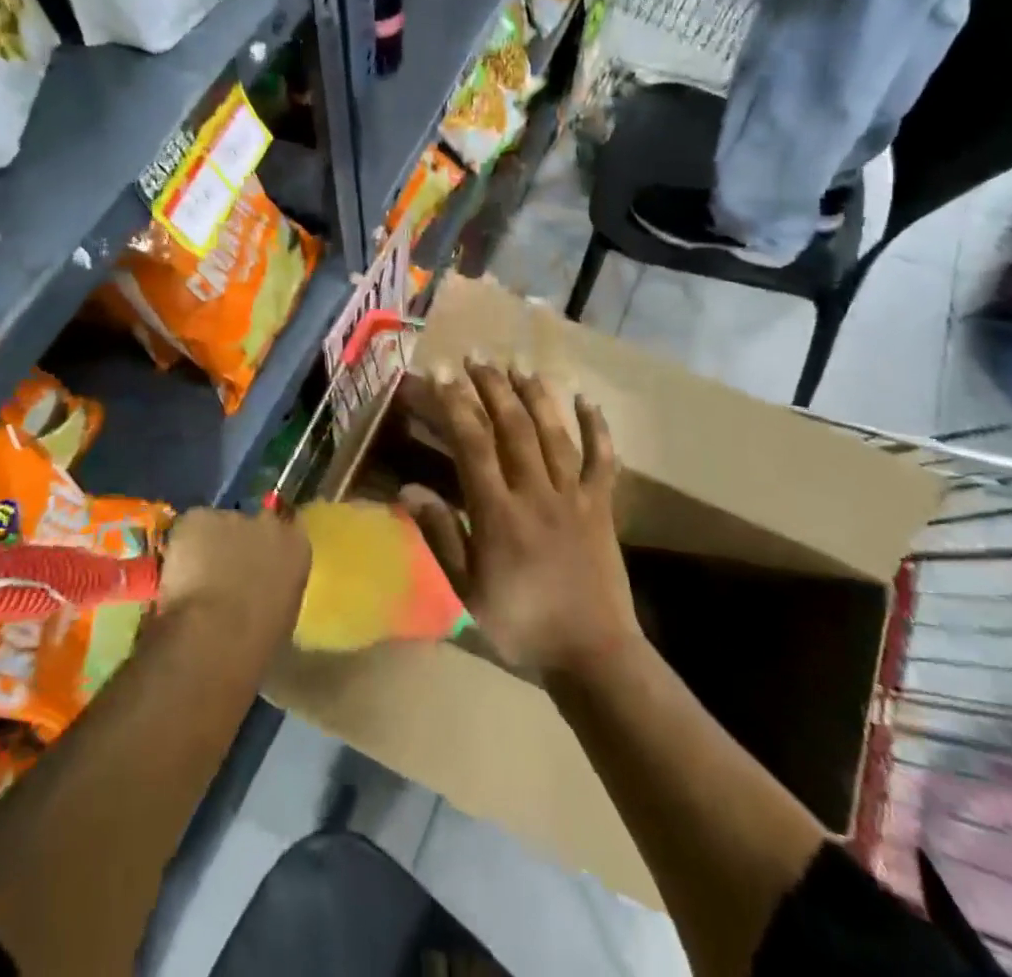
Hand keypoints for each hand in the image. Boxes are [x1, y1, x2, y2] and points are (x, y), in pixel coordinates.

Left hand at [156, 507, 310, 646]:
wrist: (216, 635)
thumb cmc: (256, 641)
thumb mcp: (283, 614)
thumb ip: (276, 586)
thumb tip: (263, 586)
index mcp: (296, 547)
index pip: (289, 527)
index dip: (269, 543)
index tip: (256, 559)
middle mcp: (268, 523)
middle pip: (251, 524)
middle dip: (238, 541)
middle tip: (223, 571)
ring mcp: (232, 517)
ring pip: (216, 526)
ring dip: (208, 546)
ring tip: (195, 579)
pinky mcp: (198, 518)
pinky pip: (190, 528)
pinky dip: (183, 546)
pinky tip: (177, 574)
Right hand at [400, 360, 640, 677]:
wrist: (592, 654)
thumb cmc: (521, 624)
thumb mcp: (467, 590)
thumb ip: (440, 536)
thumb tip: (408, 490)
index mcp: (499, 513)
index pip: (474, 444)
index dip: (456, 405)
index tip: (442, 375)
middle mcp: (536, 493)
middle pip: (513, 427)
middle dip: (492, 387)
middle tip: (476, 357)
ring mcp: (574, 496)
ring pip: (553, 433)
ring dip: (535, 395)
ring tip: (517, 366)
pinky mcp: (601, 506)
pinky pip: (602, 459)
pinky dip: (596, 428)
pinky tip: (587, 401)